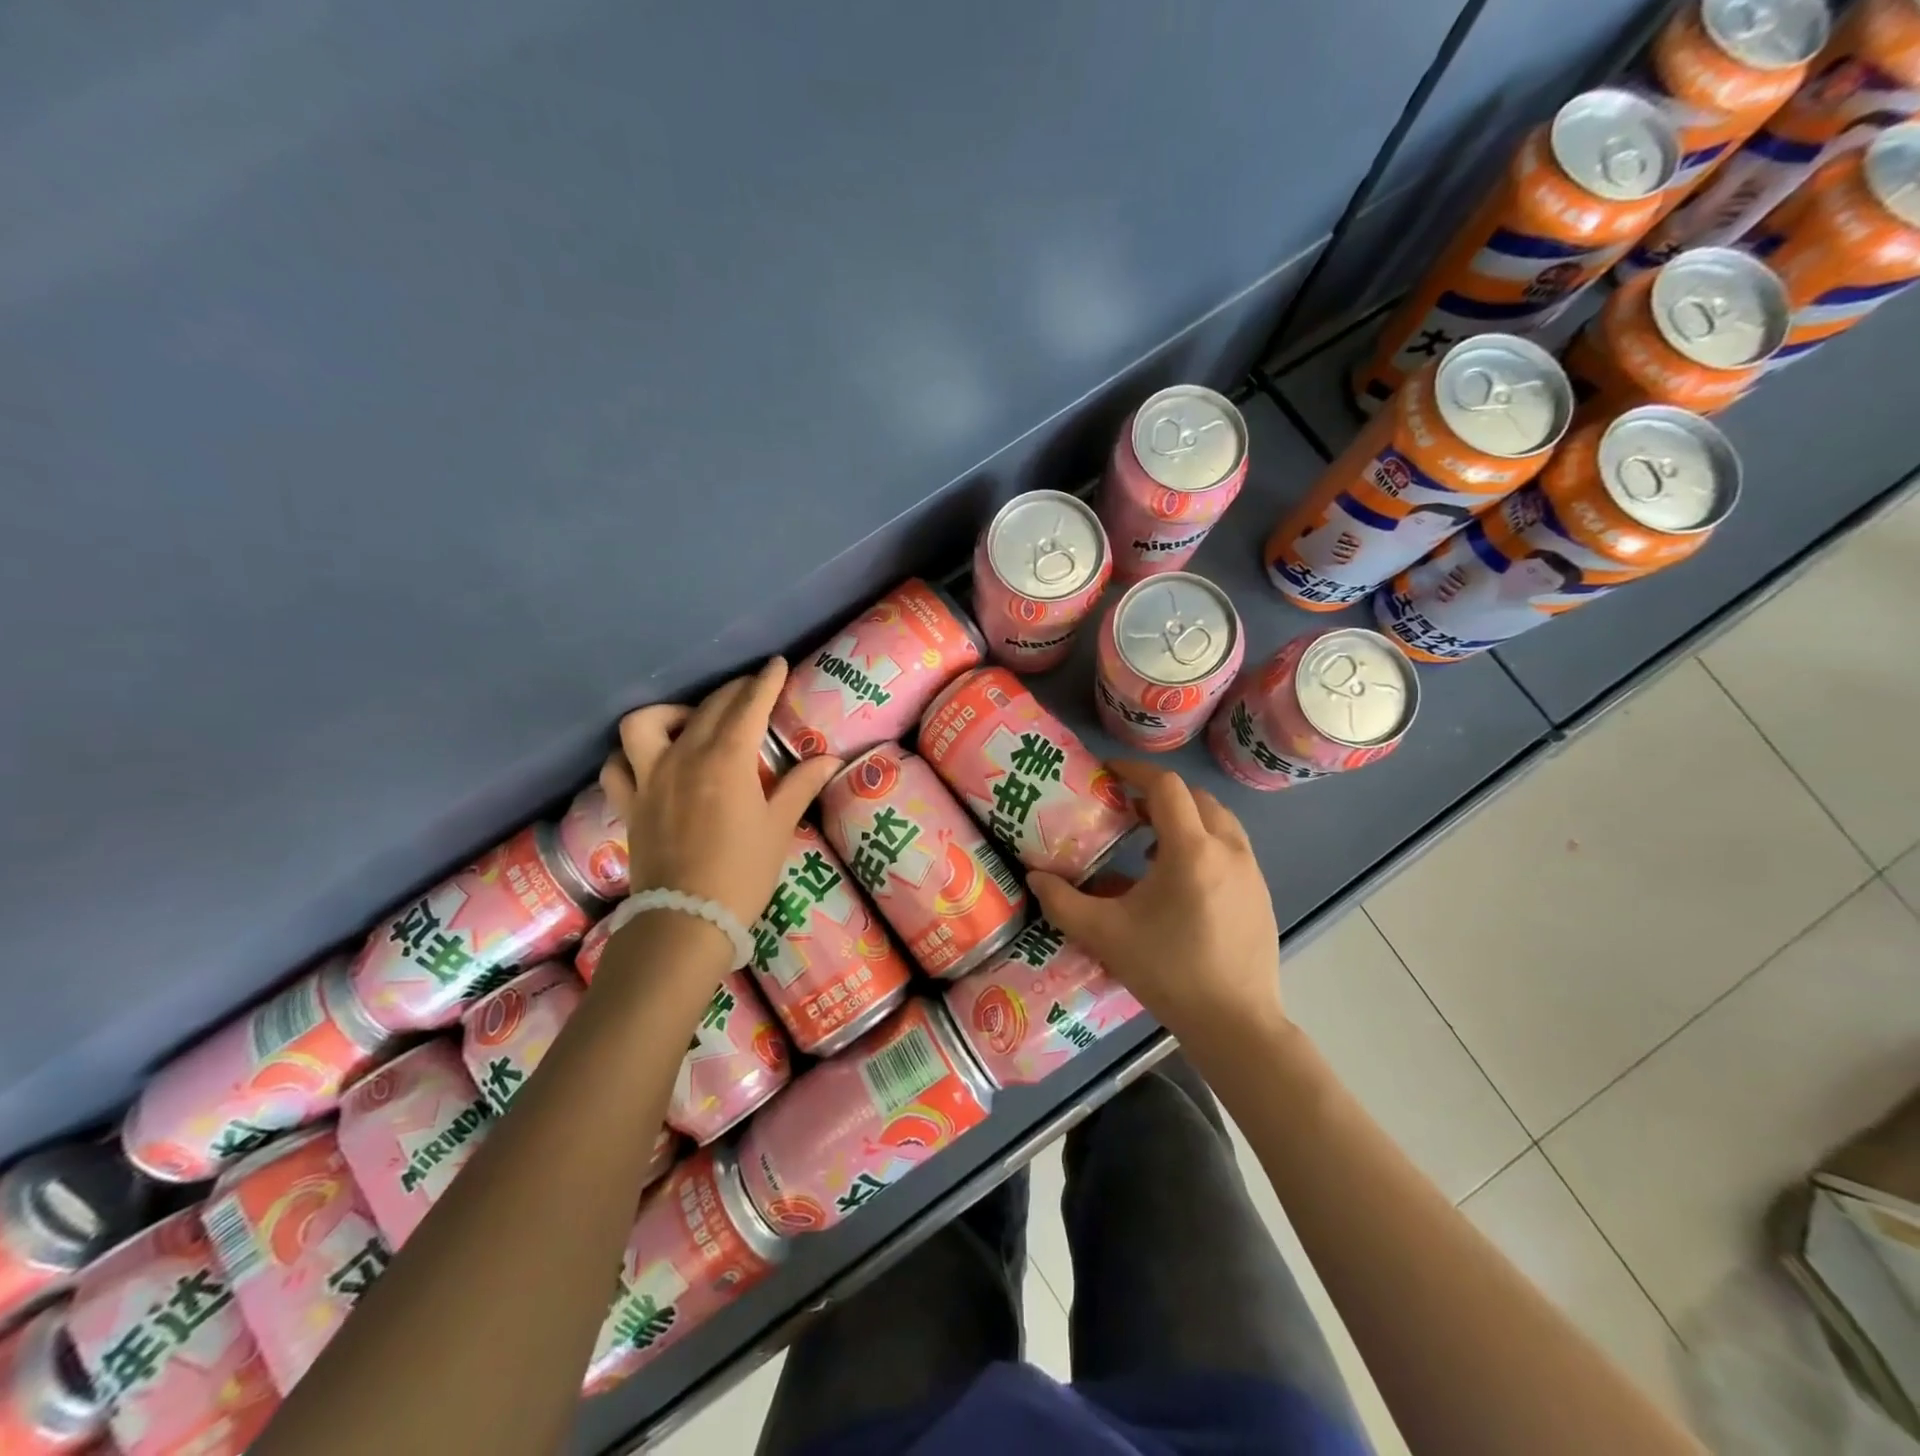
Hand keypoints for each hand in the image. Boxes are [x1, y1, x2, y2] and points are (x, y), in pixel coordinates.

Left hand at [599, 659, 841, 931]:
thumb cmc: (743, 872)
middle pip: (708, 709)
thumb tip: (830, 758)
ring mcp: (650, 779)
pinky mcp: (629, 804)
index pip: (748, 706)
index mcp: (727, 761)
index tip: (776, 664)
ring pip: (646, 724)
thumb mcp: (779, 826)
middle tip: (753, 692)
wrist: (687, 920)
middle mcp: (684, 758)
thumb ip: (801, 785)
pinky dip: (630, 755)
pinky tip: (650, 761)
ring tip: (693, 724)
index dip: (766, 682)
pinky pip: (617, 766)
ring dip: (671, 714)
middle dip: (734, 692)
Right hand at [1027, 760, 1284, 1051]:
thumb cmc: (1168, 972)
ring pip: (1219, 821)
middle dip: (1159, 795)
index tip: (1109, 773)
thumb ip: (1063, 902)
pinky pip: (1231, 848)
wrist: (1236, 1024)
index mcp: (1191, 851)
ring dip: (1185, 819)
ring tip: (1150, 844)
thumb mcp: (1105, 935)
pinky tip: (1179, 881)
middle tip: (1126, 809)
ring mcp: (1251, 871)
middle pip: (1196, 798)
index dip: (1136, 771)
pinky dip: (1204, 843)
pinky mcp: (1262, 893)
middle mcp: (1228, 849)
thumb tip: (1034, 877)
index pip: (1167, 787)